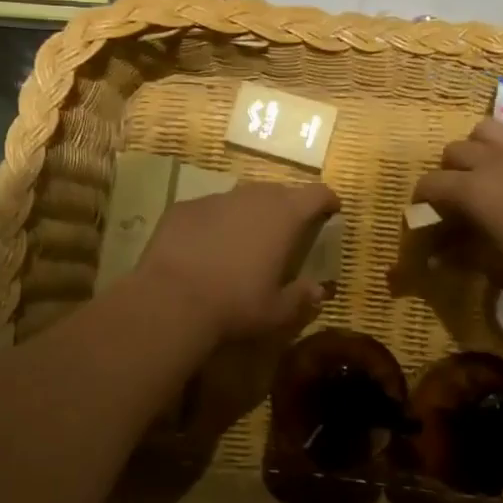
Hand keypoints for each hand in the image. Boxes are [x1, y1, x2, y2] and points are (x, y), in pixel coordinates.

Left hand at [136, 180, 339, 342]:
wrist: (170, 300)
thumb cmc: (235, 304)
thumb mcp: (276, 311)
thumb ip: (301, 297)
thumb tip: (319, 291)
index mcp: (284, 217)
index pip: (316, 194)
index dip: (327, 199)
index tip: (332, 208)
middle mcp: (253, 198)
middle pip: (279, 191)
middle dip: (288, 206)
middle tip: (288, 230)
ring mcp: (216, 199)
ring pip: (242, 198)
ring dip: (250, 213)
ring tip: (246, 238)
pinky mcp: (184, 207)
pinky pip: (209, 209)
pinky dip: (216, 222)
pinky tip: (207, 246)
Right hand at [413, 119, 502, 301]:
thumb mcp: (495, 267)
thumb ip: (462, 254)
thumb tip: (437, 256)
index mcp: (471, 191)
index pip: (429, 185)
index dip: (423, 201)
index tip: (428, 216)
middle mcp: (490, 159)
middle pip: (453, 152)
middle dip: (448, 173)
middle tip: (459, 198)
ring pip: (482, 130)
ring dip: (476, 149)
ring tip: (486, 171)